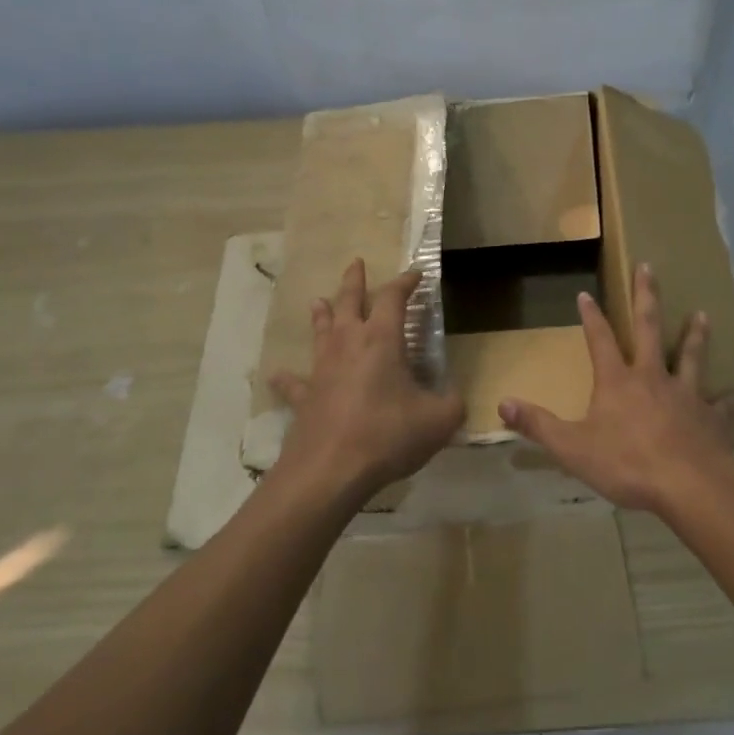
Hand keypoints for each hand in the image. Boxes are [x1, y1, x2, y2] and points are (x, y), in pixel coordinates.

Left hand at [269, 259, 464, 504]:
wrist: (331, 470)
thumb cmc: (388, 435)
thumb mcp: (439, 420)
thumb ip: (452, 402)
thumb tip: (454, 397)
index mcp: (381, 340)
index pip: (393, 299)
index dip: (405, 282)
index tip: (416, 274)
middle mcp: (348, 344)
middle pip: (348, 302)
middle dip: (355, 282)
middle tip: (355, 263)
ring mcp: (321, 370)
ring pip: (320, 331)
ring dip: (321, 314)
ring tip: (317, 300)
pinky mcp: (305, 398)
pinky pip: (294, 383)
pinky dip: (288, 377)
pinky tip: (279, 374)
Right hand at [499, 263, 733, 513]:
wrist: (688, 484)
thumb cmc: (627, 464)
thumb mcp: (572, 447)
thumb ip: (538, 424)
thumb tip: (502, 404)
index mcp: (618, 381)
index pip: (600, 340)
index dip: (591, 317)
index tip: (586, 293)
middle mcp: (653, 377)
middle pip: (649, 329)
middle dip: (646, 297)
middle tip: (649, 268)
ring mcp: (687, 395)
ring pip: (692, 357)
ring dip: (696, 336)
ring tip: (703, 315)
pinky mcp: (712, 418)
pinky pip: (724, 406)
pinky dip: (733, 400)